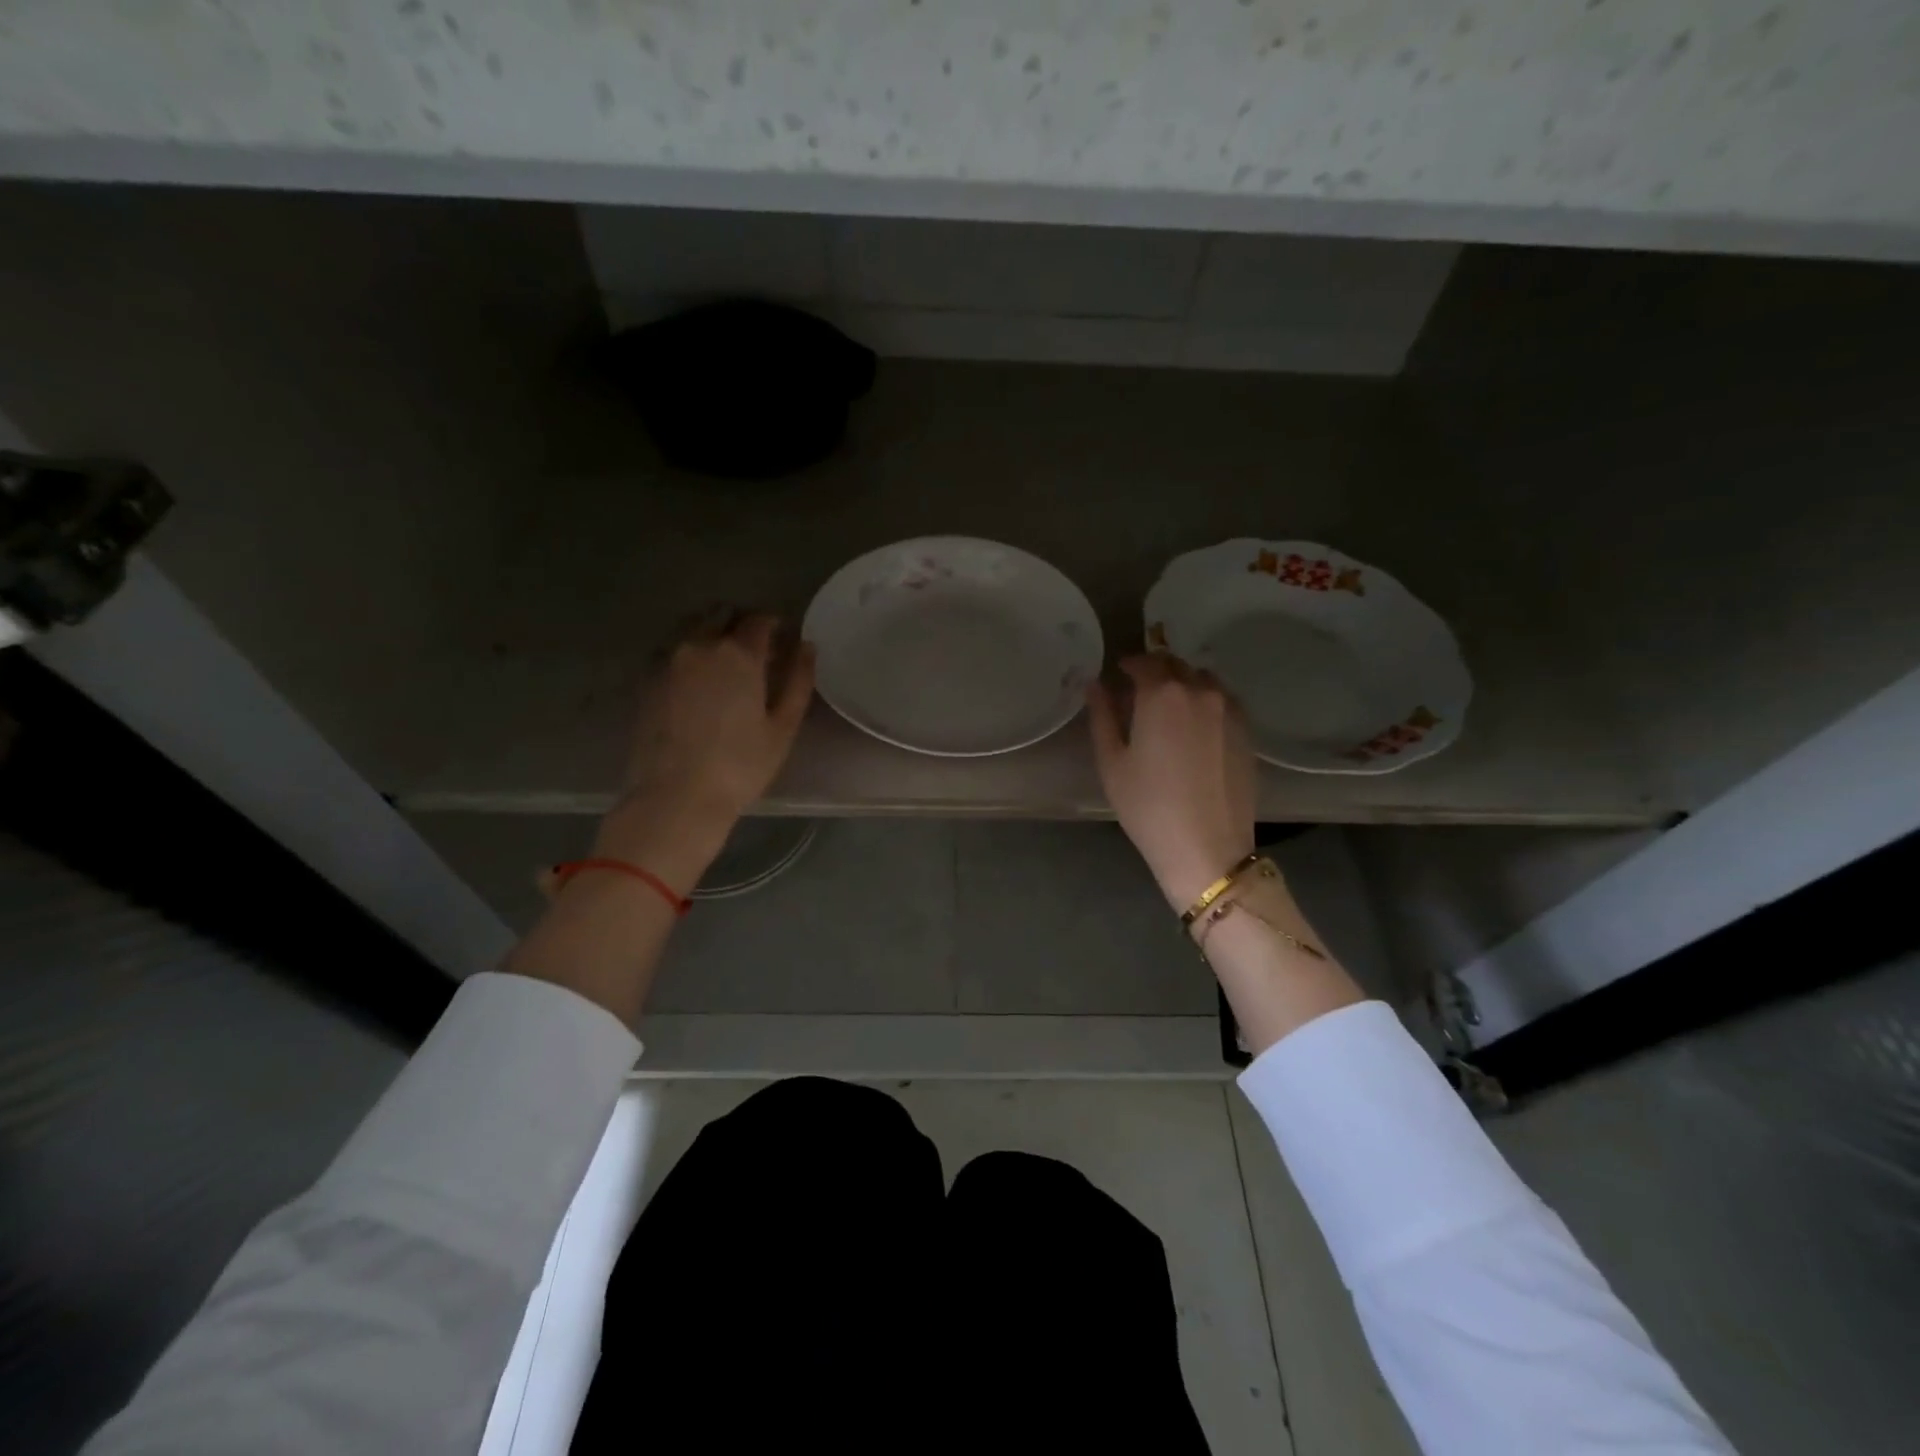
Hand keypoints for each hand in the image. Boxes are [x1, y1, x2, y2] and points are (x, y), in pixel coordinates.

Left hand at [593, 611, 814, 890]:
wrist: (675, 797)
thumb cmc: (740, 765)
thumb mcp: (783, 727)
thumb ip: (798, 680)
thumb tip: (807, 647)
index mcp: (738, 654)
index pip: (759, 620)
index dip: (774, 625)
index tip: (783, 639)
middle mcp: (699, 645)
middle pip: (722, 615)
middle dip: (741, 623)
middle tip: (755, 649)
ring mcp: (668, 660)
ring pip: (693, 628)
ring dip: (712, 632)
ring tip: (725, 662)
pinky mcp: (646, 680)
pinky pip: (673, 650)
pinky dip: (689, 652)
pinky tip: (698, 680)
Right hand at [1088, 653, 1256, 910]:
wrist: (1206, 847)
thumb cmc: (1148, 806)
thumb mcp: (1112, 762)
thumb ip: (1102, 716)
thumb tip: (1095, 685)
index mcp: (1162, 694)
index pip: (1143, 662)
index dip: (1127, 665)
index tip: (1117, 676)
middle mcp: (1200, 691)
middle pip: (1175, 664)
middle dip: (1154, 670)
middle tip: (1138, 691)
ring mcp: (1229, 709)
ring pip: (1202, 679)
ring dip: (1182, 683)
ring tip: (1168, 709)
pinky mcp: (1247, 730)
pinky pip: (1223, 700)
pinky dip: (1205, 701)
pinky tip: (1194, 728)